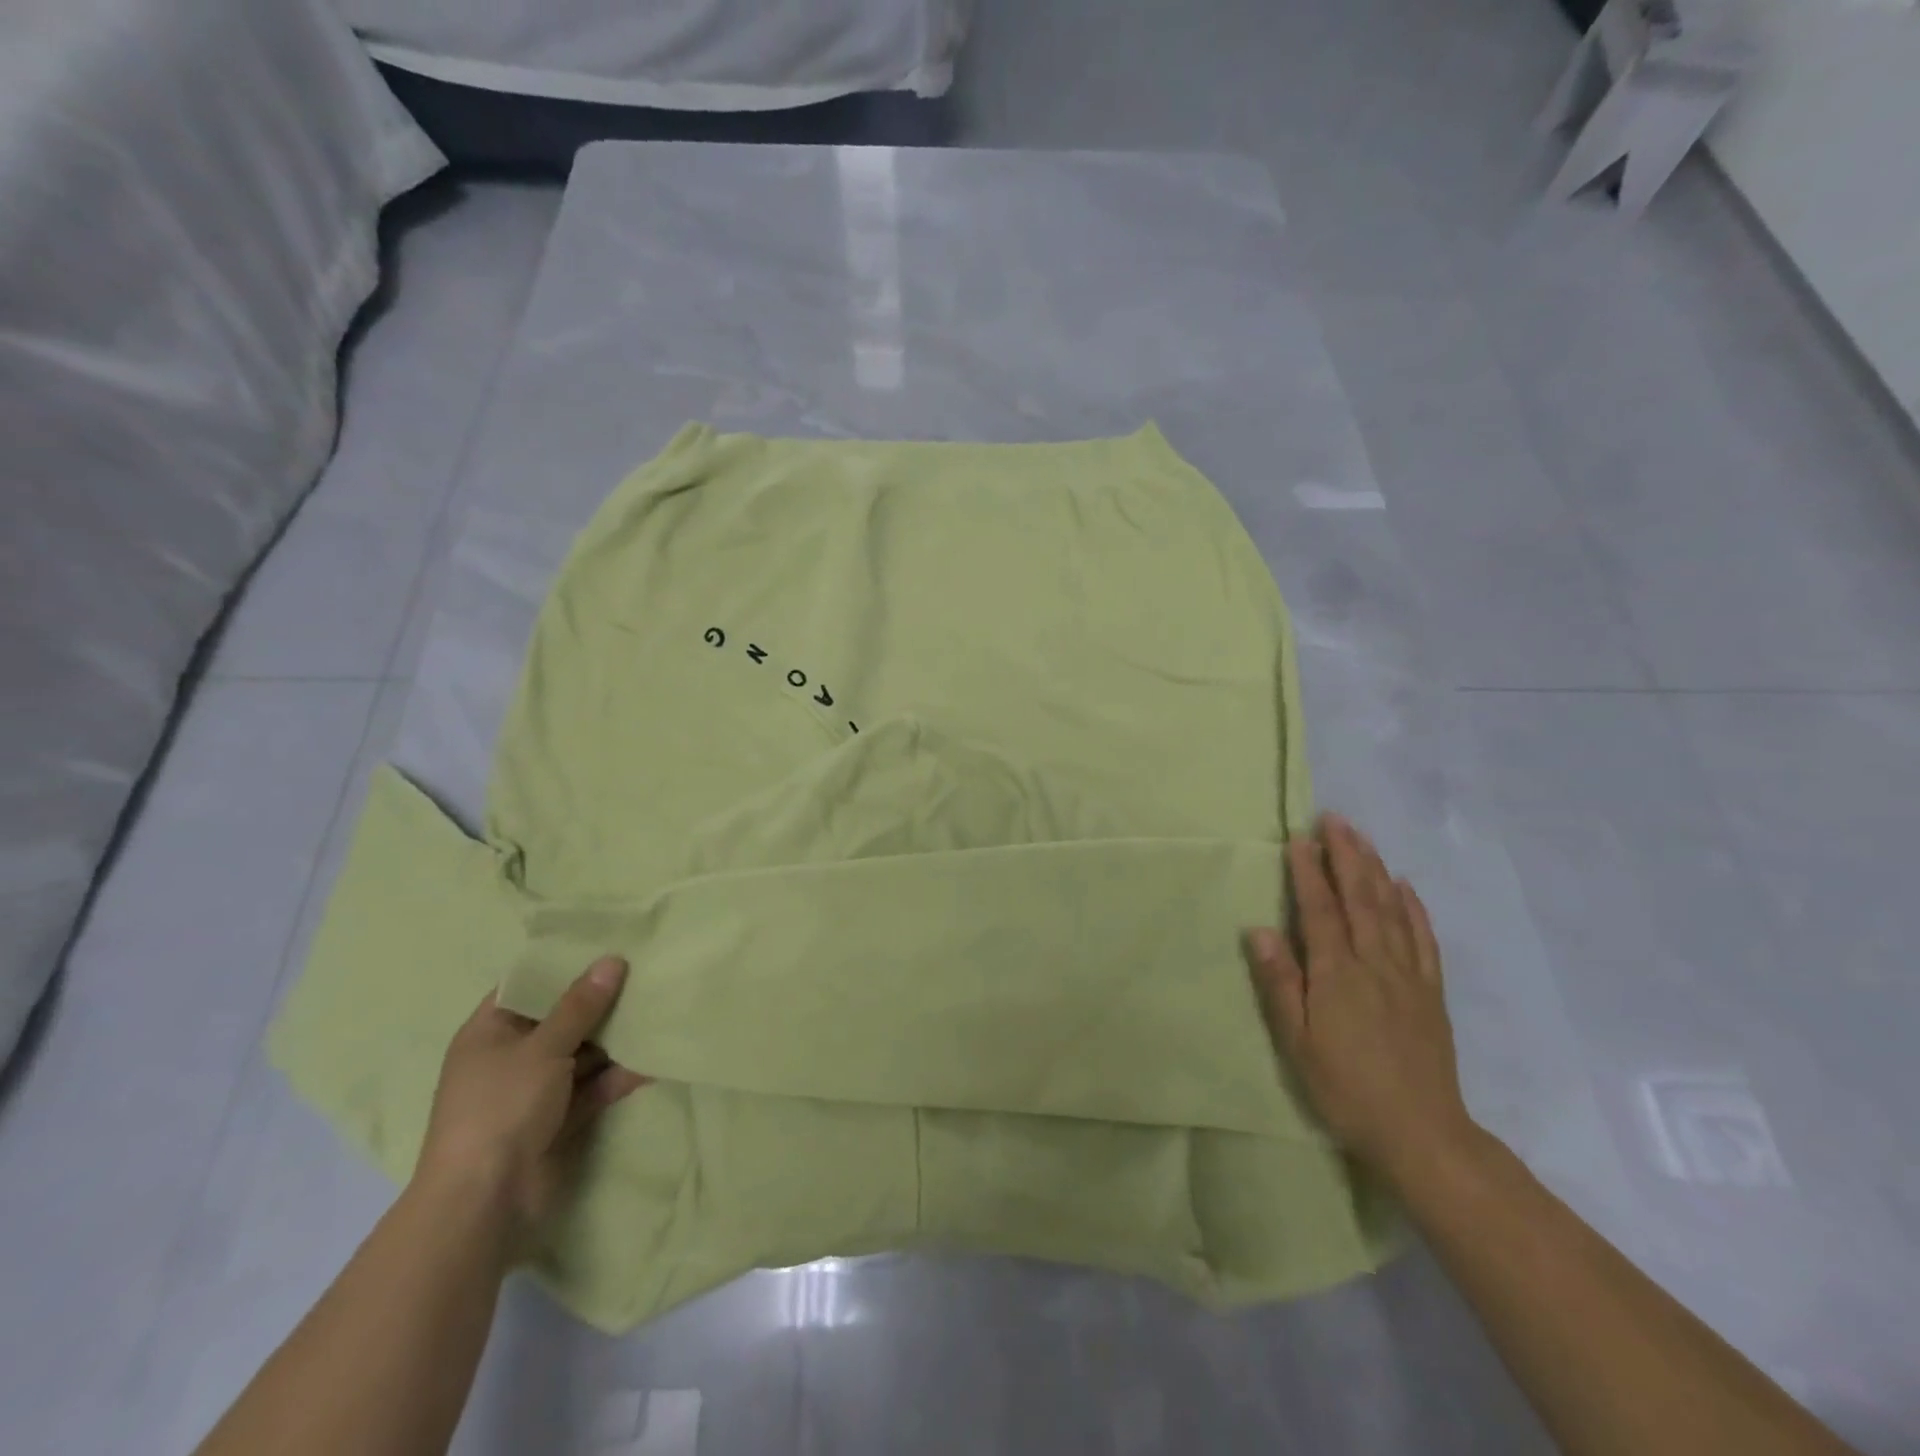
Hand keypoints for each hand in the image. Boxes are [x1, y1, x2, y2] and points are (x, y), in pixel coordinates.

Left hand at [416, 956, 648, 1246]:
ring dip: (616, 1039)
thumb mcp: (543, 1047)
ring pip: (582, 1054)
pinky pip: (593, 1087)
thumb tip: (612, 960)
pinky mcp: (559, 1119)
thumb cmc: (502, 1107)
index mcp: (489, 1034)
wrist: (485, 1201)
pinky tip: (654, 1060)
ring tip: (658, 1010)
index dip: (562, 967)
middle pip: (561, 1020)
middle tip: (645, 973)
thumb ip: (580, 1005)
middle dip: (600, 1002)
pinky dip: (619, 1076)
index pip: (526, 988)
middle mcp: (511, 1058)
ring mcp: (535, 1091)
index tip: (605, 947)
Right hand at [1245, 815, 1475, 1184]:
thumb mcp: (1296, 1042)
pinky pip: (1423, 938)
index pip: (1320, 909)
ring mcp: (1408, 975)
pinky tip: (1405, 887)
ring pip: (1391, 909)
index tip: (1298, 838)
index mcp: (1337, 973)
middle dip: (1345, 855)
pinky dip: (1414, 908)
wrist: (1422, 1133)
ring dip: (1375, 869)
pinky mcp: (1430, 992)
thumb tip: (1260, 930)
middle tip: (1334, 819)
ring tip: (1362, 839)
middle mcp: (1375, 963)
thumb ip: (1279, 983)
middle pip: (1359, 897)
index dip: (1308, 871)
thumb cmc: (1345, 1087)